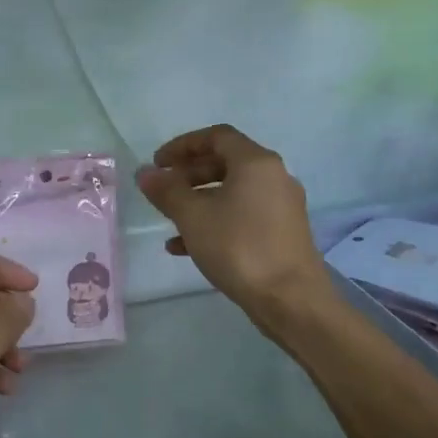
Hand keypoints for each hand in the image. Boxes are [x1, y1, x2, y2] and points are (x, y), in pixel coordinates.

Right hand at [138, 124, 327, 317]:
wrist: (291, 300)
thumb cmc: (239, 247)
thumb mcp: (193, 216)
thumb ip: (167, 190)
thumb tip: (145, 173)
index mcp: (256, 162)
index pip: (217, 136)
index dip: (183, 145)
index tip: (158, 163)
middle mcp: (274, 177)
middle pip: (225, 163)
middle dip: (189, 173)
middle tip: (162, 189)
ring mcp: (281, 207)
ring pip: (232, 193)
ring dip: (198, 200)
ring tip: (169, 218)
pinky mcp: (281, 235)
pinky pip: (242, 217)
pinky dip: (214, 222)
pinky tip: (184, 247)